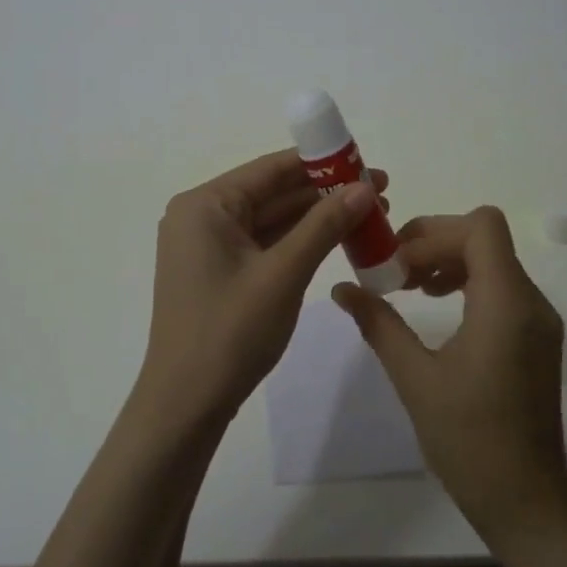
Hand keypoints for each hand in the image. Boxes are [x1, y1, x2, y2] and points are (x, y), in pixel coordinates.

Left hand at [135, 150, 387, 435]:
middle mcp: (201, 216)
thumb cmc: (231, 332)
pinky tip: (336, 239)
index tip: (367, 162)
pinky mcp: (217, 272)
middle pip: (272, 192)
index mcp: (205, 204)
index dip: (322, 163)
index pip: (271, 169)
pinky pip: (263, 244)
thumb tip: (365, 187)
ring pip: (270, 220)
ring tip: (370, 214)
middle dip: (325, 193)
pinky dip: (298, 242)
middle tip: (380, 191)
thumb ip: (324, 225)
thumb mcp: (284, 273)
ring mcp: (207, 246)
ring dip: (316, 218)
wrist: (186, 404)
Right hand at [333, 206, 566, 542]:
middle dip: (435, 242)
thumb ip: (379, 324)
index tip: (396, 261)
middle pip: (485, 237)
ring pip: (494, 259)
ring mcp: (539, 319)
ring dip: (449, 260)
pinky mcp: (537, 336)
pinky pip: (502, 286)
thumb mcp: (414, 378)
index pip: (481, 226)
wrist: (526, 500)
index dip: (434, 232)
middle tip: (393, 270)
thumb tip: (342, 289)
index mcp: (506, 304)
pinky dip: (466, 281)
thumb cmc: (469, 440)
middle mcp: (531, 301)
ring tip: (409, 287)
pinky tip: (436, 307)